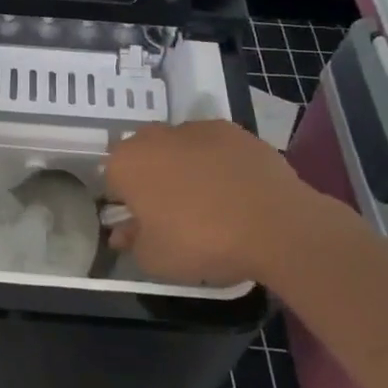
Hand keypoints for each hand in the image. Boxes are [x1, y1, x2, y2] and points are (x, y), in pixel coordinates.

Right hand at [105, 120, 328, 287]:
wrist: (275, 225)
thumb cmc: (201, 242)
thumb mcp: (155, 258)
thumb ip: (132, 242)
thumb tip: (123, 232)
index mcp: (127, 163)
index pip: (112, 181)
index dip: (125, 205)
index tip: (142, 226)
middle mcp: (156, 136)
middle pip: (143, 156)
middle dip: (151, 179)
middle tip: (171, 213)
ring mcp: (198, 129)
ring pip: (179, 148)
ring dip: (184, 168)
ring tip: (209, 203)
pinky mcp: (235, 131)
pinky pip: (214, 148)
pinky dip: (218, 163)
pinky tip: (235, 191)